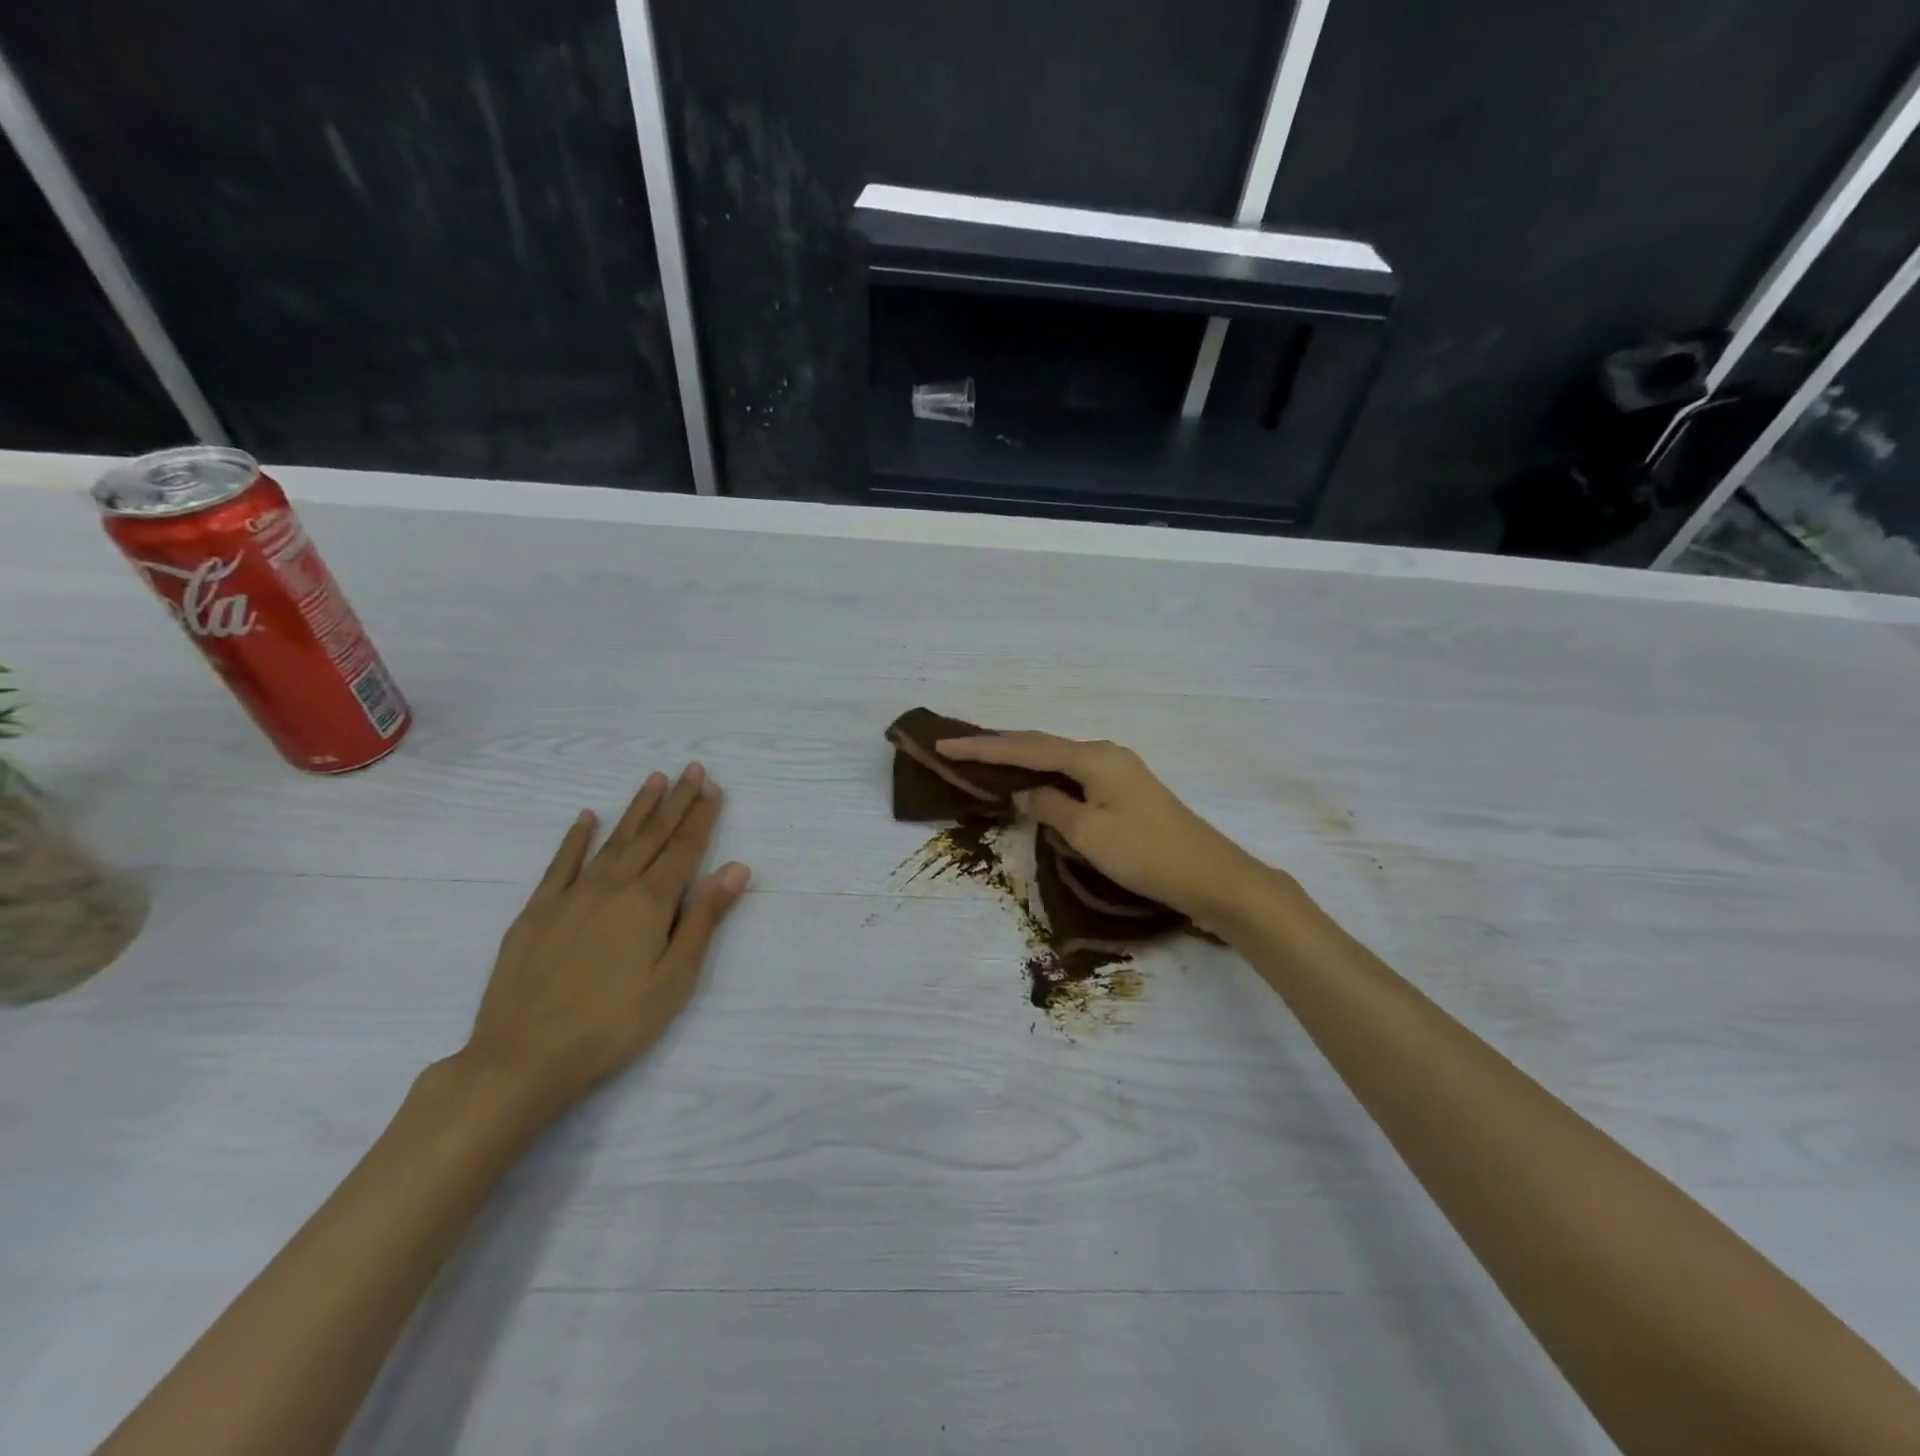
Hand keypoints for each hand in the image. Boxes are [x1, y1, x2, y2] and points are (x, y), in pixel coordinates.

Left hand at [458, 764, 749, 1119]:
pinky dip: (576, 838)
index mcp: (649, 903)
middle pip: (651, 836)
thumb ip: (704, 920)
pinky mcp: (537, 911)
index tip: (714, 788)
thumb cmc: (613, 1024)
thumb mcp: (674, 980)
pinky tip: (587, 818)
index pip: (683, 850)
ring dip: (636, 809)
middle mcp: (612, 886)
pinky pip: (561, 863)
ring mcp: (571, 896)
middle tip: (692, 770)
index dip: (701, 818)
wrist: (523, 1057)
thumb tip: (735, 868)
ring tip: (654, 779)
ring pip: (612, 840)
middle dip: (676, 802)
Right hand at [936, 733, 1267, 926]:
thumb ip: (1050, 806)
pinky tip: (1032, 782)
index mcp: (1093, 757)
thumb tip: (1024, 790)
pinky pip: (1074, 773)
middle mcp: (1105, 753)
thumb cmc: (1145, 854)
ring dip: (1022, 760)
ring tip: (984, 763)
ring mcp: (1118, 770)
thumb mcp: (1088, 833)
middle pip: (1042, 745)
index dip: (984, 749)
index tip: (946, 746)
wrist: (1210, 876)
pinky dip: (1046, 775)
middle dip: (999, 748)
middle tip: (958, 751)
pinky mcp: (1125, 789)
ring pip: (1058, 759)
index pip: (1028, 747)